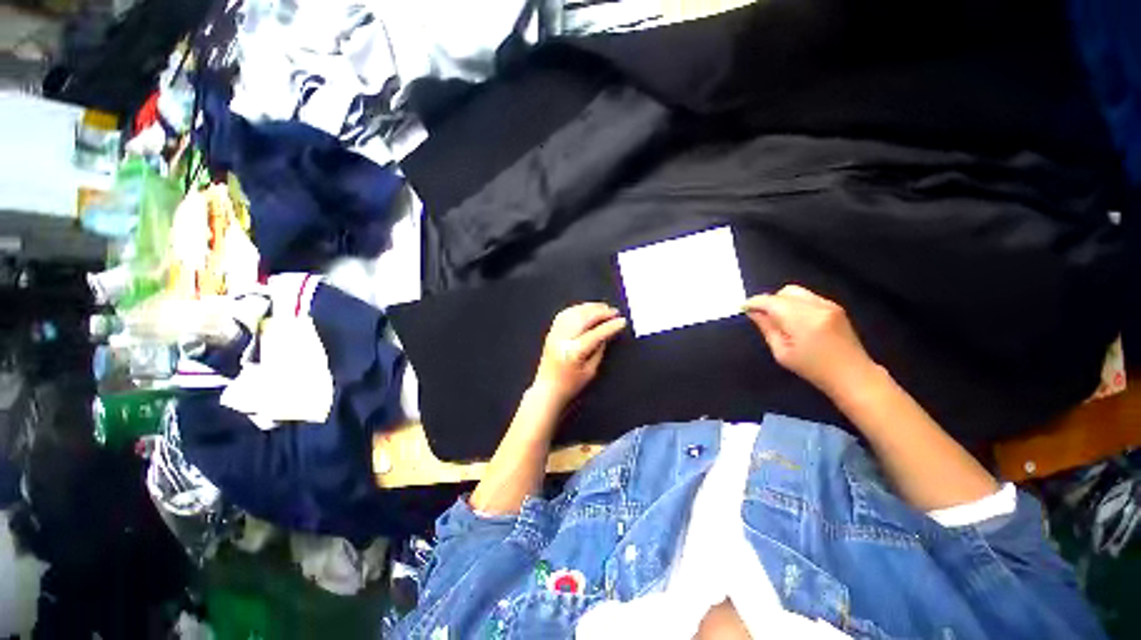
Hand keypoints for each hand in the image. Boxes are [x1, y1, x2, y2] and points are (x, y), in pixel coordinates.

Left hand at [532, 303, 627, 407]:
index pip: (596, 333)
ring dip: (590, 307)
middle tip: (614, 312)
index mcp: (574, 351)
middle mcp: (563, 339)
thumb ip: (600, 349)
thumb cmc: (570, 384)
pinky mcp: (551, 332)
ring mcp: (555, 333)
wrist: (547, 389)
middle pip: (584, 318)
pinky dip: (577, 309)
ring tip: (603, 308)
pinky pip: (564, 314)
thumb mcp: (590, 370)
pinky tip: (586, 310)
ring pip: (574, 312)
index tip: (622, 321)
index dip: (611, 326)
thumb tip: (607, 332)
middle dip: (601, 312)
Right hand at [743, 285, 878, 396]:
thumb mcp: (782, 352)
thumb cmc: (813, 369)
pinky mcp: (835, 307)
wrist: (853, 375)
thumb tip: (753, 312)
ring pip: (796, 292)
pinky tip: (795, 320)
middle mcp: (816, 306)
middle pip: (784, 292)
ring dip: (783, 301)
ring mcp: (829, 304)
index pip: (771, 301)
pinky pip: (808, 297)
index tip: (743, 308)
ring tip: (779, 319)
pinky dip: (796, 303)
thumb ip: (767, 328)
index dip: (754, 302)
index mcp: (802, 319)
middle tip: (762, 316)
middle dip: (770, 301)